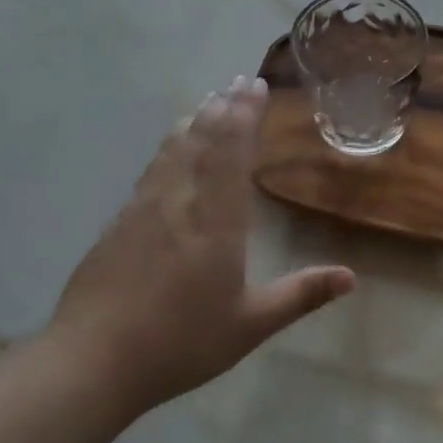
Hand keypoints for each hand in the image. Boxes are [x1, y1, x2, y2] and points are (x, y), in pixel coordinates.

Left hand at [48, 75, 353, 417]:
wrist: (92, 361)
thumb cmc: (180, 341)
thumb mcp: (250, 324)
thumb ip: (301, 295)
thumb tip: (351, 277)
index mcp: (216, 220)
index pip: (232, 151)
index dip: (244, 115)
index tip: (255, 86)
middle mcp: (179, 202)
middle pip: (201, 141)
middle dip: (223, 108)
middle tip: (236, 81)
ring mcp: (143, 210)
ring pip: (172, 151)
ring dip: (194, 122)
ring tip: (207, 103)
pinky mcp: (118, 224)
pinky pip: (150, 171)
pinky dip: (167, 149)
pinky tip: (168, 151)